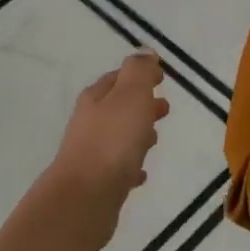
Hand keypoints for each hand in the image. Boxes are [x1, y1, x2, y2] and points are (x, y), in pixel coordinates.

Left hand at [51, 52, 169, 199]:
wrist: (86, 198)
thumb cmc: (112, 141)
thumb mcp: (130, 96)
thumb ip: (139, 73)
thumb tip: (144, 52)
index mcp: (95, 99)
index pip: (117, 79)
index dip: (139, 75)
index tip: (161, 77)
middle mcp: (89, 123)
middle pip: (117, 108)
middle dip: (140, 105)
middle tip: (164, 108)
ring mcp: (90, 154)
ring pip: (118, 137)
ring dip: (136, 134)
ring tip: (155, 138)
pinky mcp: (97, 183)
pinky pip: (118, 169)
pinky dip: (131, 166)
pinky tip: (141, 174)